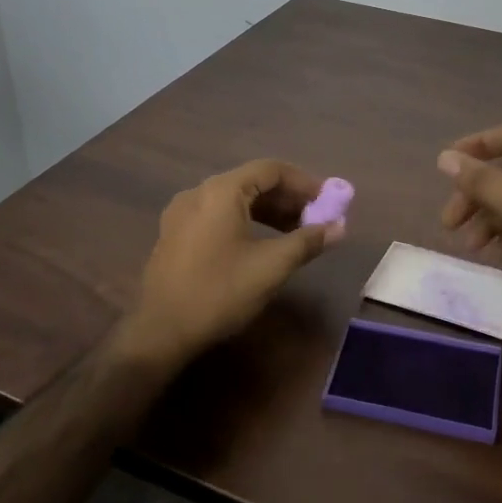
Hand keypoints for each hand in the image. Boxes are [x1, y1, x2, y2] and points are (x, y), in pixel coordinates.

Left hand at [121, 159, 344, 367]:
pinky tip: (262, 244)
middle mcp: (198, 192)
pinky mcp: (175, 234)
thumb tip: (340, 227)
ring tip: (296, 233)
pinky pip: (218, 215)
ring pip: (235, 200)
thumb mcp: (271, 266)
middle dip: (288, 199)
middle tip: (317, 219)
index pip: (271, 170)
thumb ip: (307, 241)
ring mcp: (182, 213)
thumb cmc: (220, 292)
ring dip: (269, 211)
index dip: (305, 183)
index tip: (329, 201)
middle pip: (252, 182)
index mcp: (221, 191)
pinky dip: (246, 221)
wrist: (161, 332)